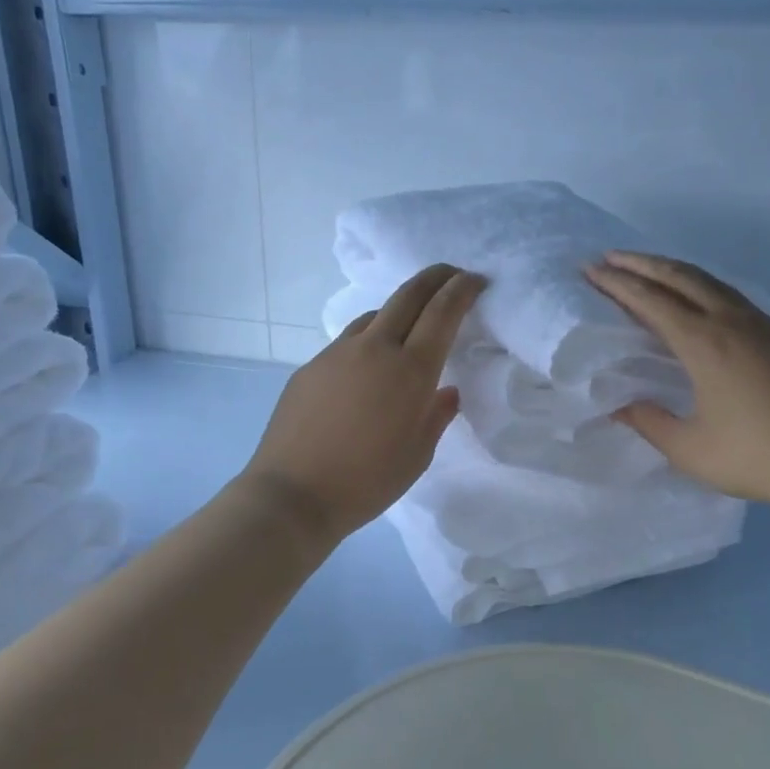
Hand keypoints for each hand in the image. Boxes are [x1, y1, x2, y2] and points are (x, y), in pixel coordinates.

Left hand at [240, 264, 484, 542]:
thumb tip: (447, 390)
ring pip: (375, 314)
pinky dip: (369, 339)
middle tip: (451, 274)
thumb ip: (437, 415)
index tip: (476, 280)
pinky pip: (349, 341)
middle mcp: (375, 348)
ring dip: (399, 309)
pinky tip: (368, 366)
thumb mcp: (418, 455)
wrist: (293, 494)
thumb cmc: (367, 481)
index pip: (442, 312)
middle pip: (408, 295)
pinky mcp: (311, 366)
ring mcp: (338, 353)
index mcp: (410, 370)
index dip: (462, 290)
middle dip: (435, 277)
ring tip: (410, 324)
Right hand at [585, 251, 769, 517]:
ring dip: (673, 270)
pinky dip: (701, 286)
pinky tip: (697, 297)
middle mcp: (731, 321)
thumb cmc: (755, 455)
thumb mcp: (688, 448)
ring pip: (710, 282)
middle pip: (680, 277)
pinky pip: (732, 296)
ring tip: (646, 268)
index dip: (617, 284)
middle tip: (609, 257)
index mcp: (704, 343)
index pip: (650, 301)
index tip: (591, 270)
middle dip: (641, 263)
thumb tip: (619, 403)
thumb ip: (648, 421)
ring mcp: (762, 324)